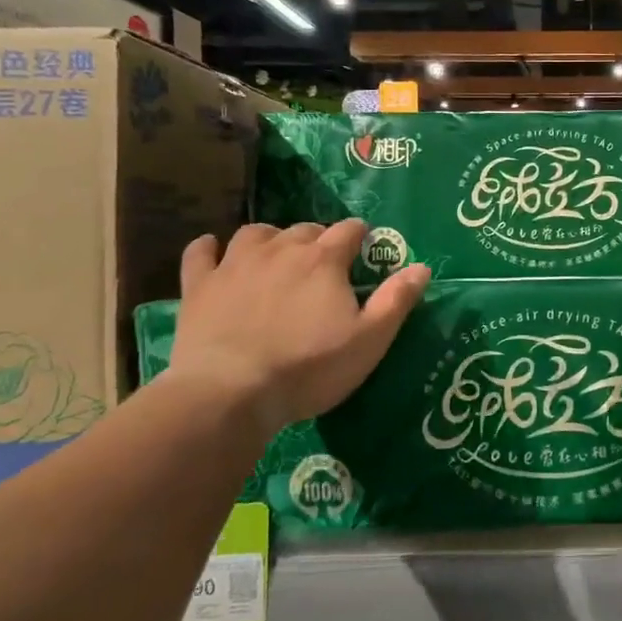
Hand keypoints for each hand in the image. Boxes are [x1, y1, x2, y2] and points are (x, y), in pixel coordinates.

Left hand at [167, 219, 429, 436]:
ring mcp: (235, 264)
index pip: (349, 230)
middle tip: (324, 264)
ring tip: (276, 254)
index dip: (360, 235)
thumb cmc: (309, 368)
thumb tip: (422, 267)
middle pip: (304, 229)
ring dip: (270, 238)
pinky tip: (213, 253)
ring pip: (255, 233)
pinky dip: (209, 249)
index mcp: (324, 260)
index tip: (364, 247)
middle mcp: (280, 249)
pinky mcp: (199, 285)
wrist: (231, 391)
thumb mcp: (369, 341)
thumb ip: (396, 301)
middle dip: (318, 239)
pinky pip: (200, 253)